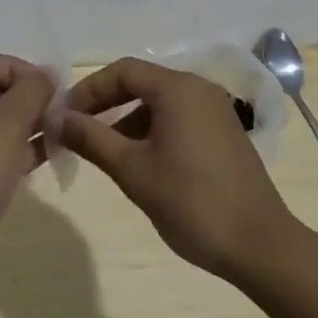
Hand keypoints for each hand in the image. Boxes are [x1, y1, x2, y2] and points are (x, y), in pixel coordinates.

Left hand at [0, 52, 54, 298]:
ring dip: (28, 124)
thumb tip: (46, 74)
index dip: (15, 67)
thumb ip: (31, 91)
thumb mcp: (5, 122)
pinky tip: (51, 154)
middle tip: (60, 108)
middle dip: (25, 96)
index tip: (47, 85)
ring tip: (63, 130)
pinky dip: (22, 151)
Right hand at [57, 58, 298, 282]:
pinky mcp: (225, 132)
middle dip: (106, 103)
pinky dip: (152, 129)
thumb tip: (56, 118)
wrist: (261, 246)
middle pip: (141, 82)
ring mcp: (216, 110)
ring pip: (159, 102)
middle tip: (77, 129)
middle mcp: (198, 89)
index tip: (64, 115)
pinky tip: (140, 161)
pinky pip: (178, 117)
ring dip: (127, 118)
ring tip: (103, 150)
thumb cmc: (191, 202)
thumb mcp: (132, 170)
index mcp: (177, 89)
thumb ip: (91, 138)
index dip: (88, 89)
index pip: (122, 71)